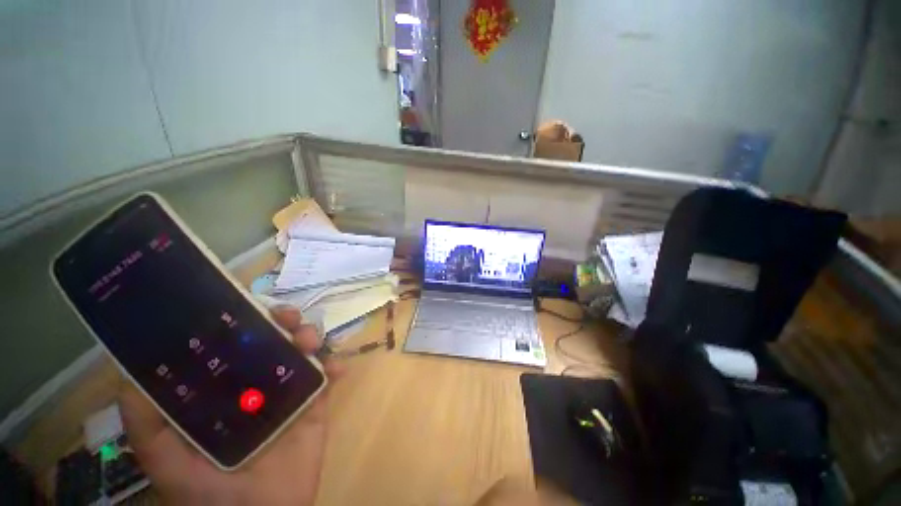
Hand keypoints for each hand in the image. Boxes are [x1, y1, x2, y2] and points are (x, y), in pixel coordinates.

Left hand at [119, 306, 340, 504]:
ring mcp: (290, 392)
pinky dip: (335, 366)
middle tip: (288, 320)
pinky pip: (328, 378)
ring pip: (303, 351)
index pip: (234, 342)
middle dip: (284, 322)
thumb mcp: (165, 459)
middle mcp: (257, 382)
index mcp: (224, 387)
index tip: (252, 306)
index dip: (244, 319)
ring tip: (311, 342)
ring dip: (310, 337)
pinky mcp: (315, 405)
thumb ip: (146, 422)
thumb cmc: (207, 491)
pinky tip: (338, 367)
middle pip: (274, 339)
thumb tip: (131, 371)